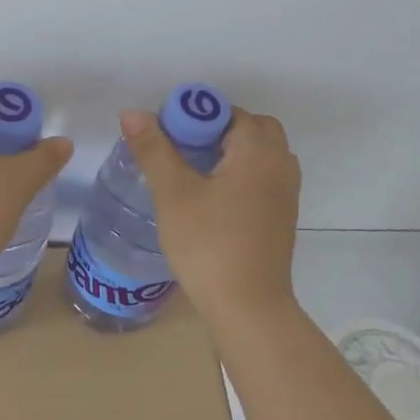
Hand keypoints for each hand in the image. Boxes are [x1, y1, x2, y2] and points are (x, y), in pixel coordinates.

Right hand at [120, 105, 300, 322]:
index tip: (166, 134)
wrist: (248, 307)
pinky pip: (263, 176)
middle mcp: (280, 164)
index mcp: (258, 152)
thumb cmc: (209, 245)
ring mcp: (286, 192)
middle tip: (182, 149)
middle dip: (216, 129)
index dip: (194, 115)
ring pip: (260, 153)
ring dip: (230, 150)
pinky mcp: (282, 215)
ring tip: (193, 171)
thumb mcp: (173, 194)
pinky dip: (241, 172)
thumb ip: (154, 150)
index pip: (227, 112)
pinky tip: (212, 196)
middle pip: (251, 127)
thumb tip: (133, 114)